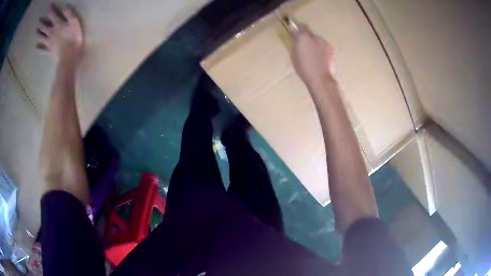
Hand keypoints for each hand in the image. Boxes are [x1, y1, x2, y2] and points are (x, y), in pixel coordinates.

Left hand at [36, 4, 82, 61]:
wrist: (69, 55)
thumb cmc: (73, 37)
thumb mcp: (74, 22)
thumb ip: (69, 13)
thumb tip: (65, 6)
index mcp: (57, 24)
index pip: (52, 14)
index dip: (50, 9)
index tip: (48, 4)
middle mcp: (51, 32)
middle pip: (44, 26)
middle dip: (41, 22)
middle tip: (39, 20)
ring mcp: (48, 42)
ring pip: (41, 37)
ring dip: (38, 33)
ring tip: (36, 31)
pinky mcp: (48, 50)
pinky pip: (41, 49)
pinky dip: (38, 47)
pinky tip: (36, 46)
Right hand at [291, 25, 334, 86]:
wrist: (320, 78)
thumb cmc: (303, 68)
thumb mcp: (294, 54)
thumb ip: (296, 42)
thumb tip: (296, 34)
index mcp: (304, 36)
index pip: (302, 26)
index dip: (299, 30)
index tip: (297, 35)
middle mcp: (315, 36)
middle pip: (311, 34)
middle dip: (308, 39)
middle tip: (305, 49)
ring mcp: (325, 43)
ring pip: (318, 41)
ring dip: (315, 45)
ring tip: (313, 56)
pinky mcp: (332, 50)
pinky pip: (324, 47)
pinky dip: (322, 51)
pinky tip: (320, 60)